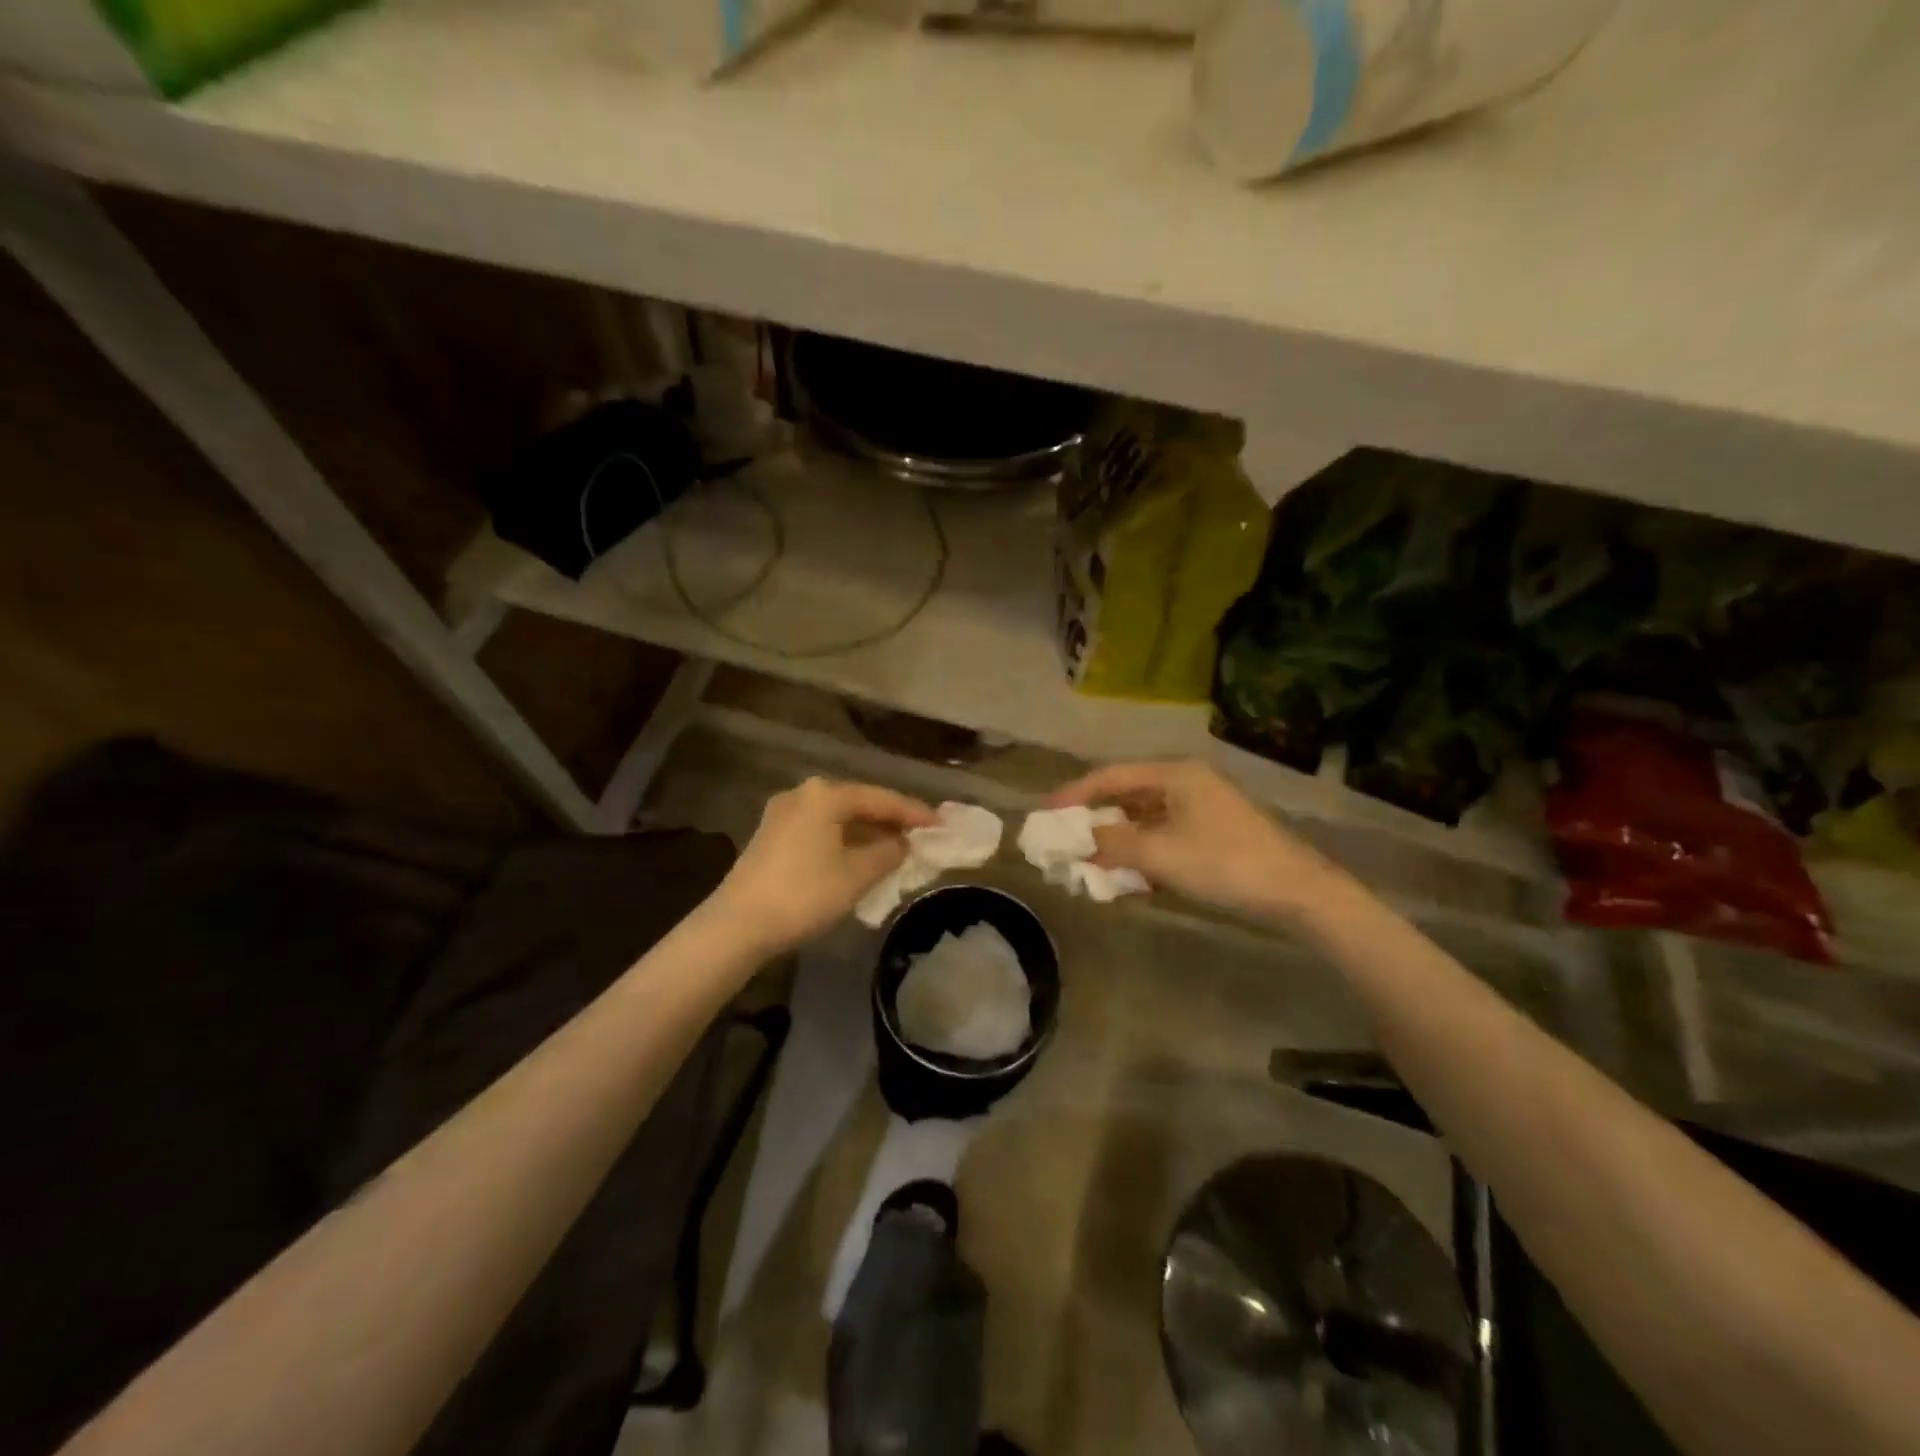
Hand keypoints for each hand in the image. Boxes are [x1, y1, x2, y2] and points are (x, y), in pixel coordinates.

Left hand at [713, 778, 936, 954]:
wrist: (737, 924)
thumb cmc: (804, 894)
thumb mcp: (856, 875)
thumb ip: (888, 852)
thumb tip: (903, 842)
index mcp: (825, 795)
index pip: (881, 798)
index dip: (914, 812)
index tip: (941, 824)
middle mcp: (803, 794)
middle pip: (859, 803)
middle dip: (890, 821)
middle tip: (921, 836)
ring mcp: (783, 814)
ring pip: (838, 818)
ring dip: (867, 833)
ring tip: (896, 848)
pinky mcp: (772, 836)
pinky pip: (821, 830)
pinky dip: (845, 840)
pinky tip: (860, 857)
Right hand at [1047, 758, 1336, 919]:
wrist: (1298, 893)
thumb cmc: (1225, 864)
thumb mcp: (1161, 855)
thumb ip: (1113, 846)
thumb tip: (1080, 844)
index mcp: (1175, 774)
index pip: (1111, 777)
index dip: (1075, 794)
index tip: (1046, 812)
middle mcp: (1186, 783)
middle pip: (1127, 795)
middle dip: (1095, 819)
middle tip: (1066, 839)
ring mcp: (1202, 808)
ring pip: (1145, 819)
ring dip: (1118, 840)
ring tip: (1091, 862)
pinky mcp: (1213, 833)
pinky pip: (1164, 836)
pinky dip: (1142, 852)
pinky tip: (1129, 876)